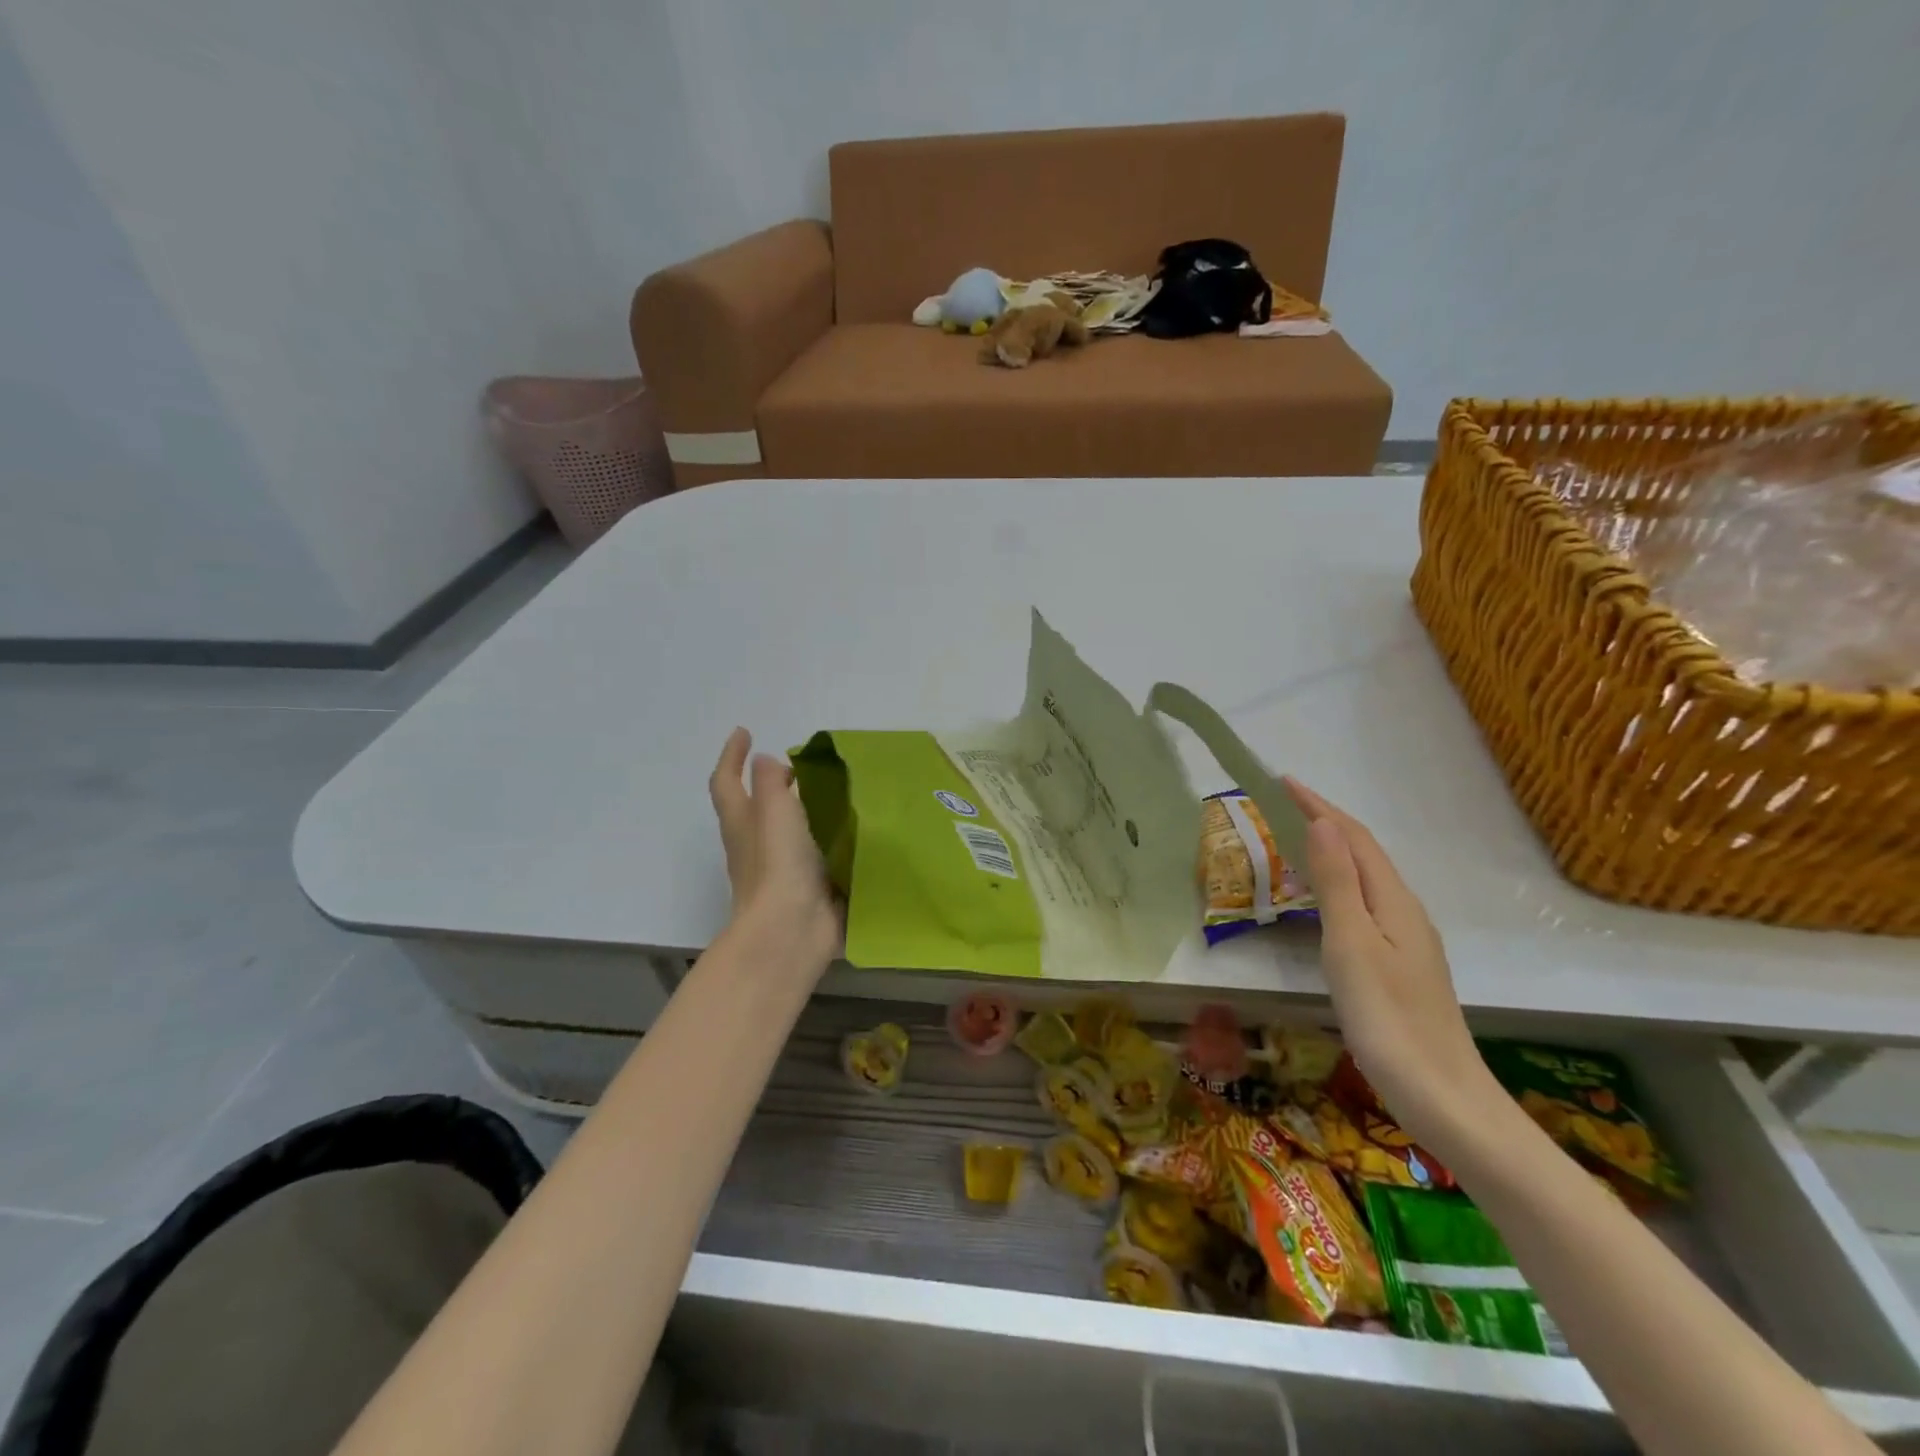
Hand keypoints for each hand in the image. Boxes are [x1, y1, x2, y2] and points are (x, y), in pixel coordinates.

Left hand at [709, 728, 840, 966]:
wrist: (792, 931)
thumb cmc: (778, 865)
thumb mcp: (773, 811)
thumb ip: (769, 781)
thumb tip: (763, 761)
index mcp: (742, 823)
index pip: (726, 781)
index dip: (731, 756)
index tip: (744, 732)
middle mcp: (755, 845)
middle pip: (755, 808)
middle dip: (770, 784)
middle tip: (799, 768)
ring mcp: (780, 870)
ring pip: (787, 831)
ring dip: (802, 811)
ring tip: (834, 793)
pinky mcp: (807, 888)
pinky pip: (814, 855)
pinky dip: (826, 838)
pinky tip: (853, 831)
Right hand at [1283, 777, 1502, 1151]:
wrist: (1443, 1097)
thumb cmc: (1388, 1018)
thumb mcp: (1351, 945)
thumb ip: (1336, 883)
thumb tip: (1321, 822)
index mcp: (1394, 901)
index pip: (1354, 838)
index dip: (1319, 806)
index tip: (1282, 781)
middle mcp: (1405, 912)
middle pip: (1364, 853)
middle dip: (1325, 822)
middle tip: (1281, 806)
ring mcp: (1408, 941)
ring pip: (1366, 879)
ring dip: (1331, 852)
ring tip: (1294, 842)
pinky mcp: (1401, 966)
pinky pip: (1366, 904)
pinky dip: (1338, 885)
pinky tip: (1323, 902)